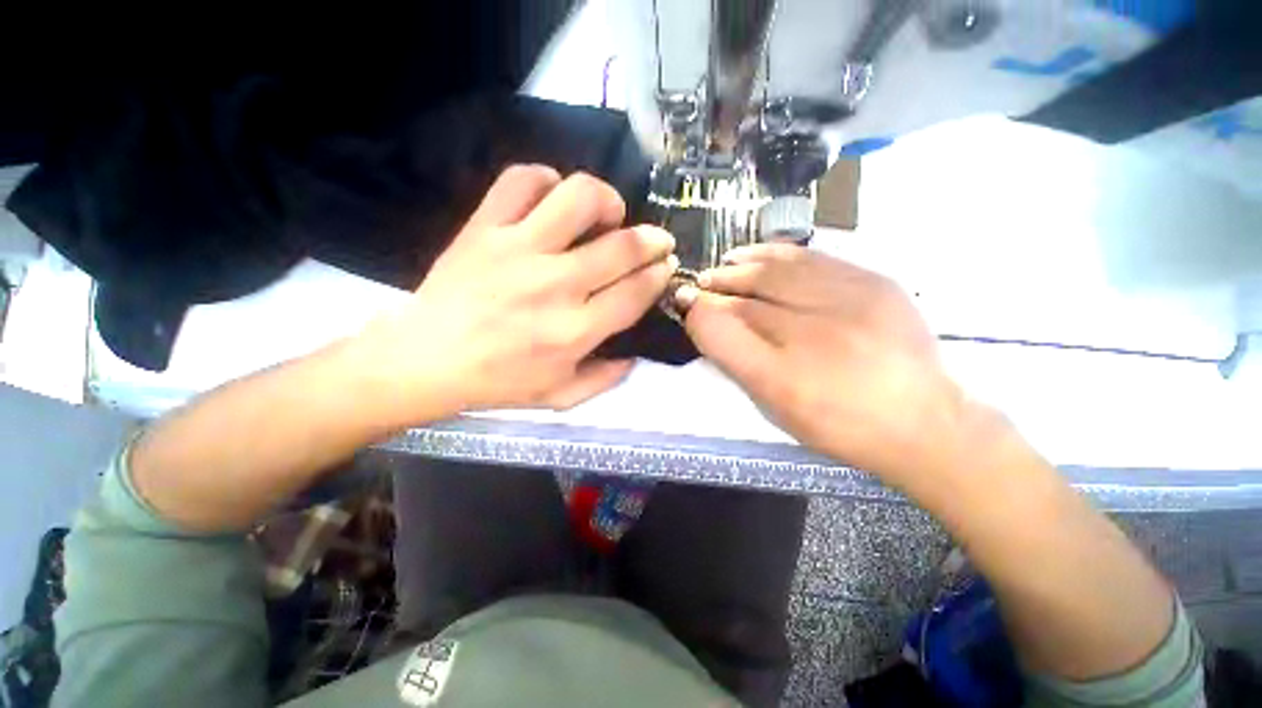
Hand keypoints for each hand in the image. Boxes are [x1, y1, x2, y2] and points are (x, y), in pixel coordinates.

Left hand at [353, 165, 675, 422]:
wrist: (424, 361)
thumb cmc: (497, 384)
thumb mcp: (560, 398)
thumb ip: (605, 379)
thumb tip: (635, 356)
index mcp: (575, 331)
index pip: (635, 292)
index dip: (658, 274)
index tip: (665, 265)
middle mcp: (555, 285)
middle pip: (621, 246)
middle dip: (652, 239)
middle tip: (655, 240)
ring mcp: (518, 250)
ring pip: (578, 198)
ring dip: (605, 200)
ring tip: (607, 213)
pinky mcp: (485, 228)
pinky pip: (521, 181)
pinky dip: (546, 179)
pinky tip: (553, 199)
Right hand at [679, 244, 975, 490]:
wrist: (921, 421)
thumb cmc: (835, 423)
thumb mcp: (774, 406)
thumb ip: (736, 362)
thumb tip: (707, 322)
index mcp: (783, 377)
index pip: (723, 329)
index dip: (698, 310)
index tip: (685, 301)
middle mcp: (813, 336)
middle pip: (747, 297)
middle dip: (717, 287)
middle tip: (702, 284)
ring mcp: (849, 303)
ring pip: (778, 270)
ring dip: (742, 265)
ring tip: (725, 265)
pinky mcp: (875, 282)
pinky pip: (813, 259)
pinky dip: (778, 254)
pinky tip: (761, 256)